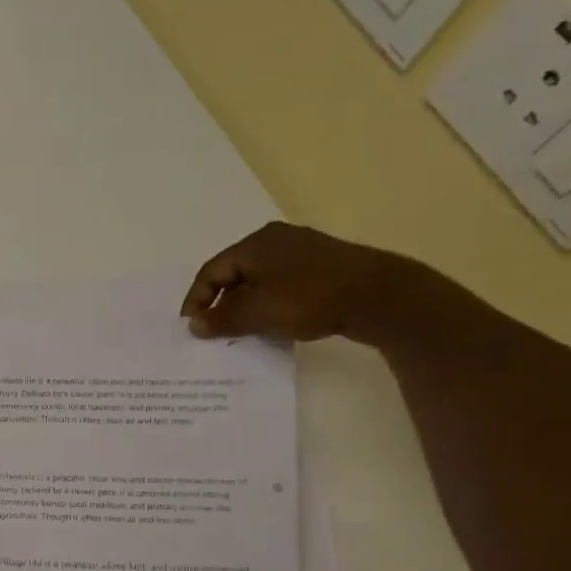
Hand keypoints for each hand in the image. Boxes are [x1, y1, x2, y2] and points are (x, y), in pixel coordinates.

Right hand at [179, 222, 416, 343]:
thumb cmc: (308, 299)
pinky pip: (282, 284)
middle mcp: (276, 240)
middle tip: (213, 328)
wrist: (380, 297)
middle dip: (221, 302)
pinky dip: (269, 302)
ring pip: (259, 279)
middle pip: (235, 273)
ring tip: (241, 330)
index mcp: (255, 244)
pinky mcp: (324, 265)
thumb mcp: (258, 313)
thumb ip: (222, 319)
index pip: (211, 271)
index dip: (197, 299)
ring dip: (246, 304)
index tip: (190, 325)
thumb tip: (194, 324)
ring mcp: (303, 250)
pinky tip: (274, 322)